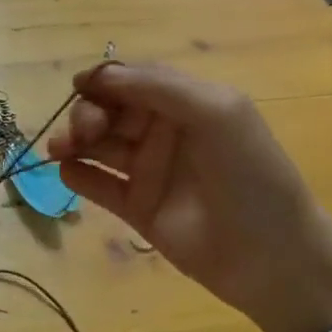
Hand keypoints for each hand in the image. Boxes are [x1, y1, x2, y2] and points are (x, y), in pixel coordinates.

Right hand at [49, 62, 331, 331]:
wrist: (271, 255)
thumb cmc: (249, 174)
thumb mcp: (214, 111)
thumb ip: (156, 86)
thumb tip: (96, 75)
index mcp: (186, 104)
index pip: (133, 80)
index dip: (103, 80)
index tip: (78, 86)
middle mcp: (163, 133)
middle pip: (109, 111)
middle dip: (87, 114)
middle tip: (83, 133)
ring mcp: (148, 171)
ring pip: (97, 145)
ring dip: (73, 141)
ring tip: (60, 151)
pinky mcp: (135, 207)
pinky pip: (97, 184)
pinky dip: (77, 175)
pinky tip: (68, 172)